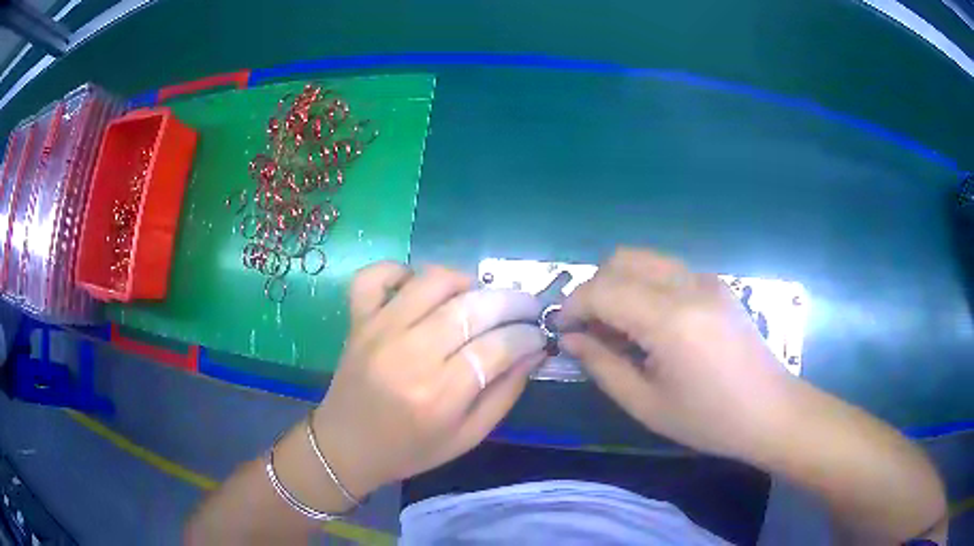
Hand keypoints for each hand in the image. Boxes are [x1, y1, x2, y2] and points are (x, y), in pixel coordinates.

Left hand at [312, 262, 545, 497]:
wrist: (347, 446)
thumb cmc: (411, 449)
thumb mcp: (468, 436)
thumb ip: (506, 394)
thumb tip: (534, 351)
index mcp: (439, 395)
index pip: (498, 346)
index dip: (527, 335)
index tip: (538, 334)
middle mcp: (409, 355)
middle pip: (472, 308)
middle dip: (511, 302)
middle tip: (526, 308)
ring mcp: (378, 331)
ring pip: (432, 282)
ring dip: (466, 281)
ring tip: (478, 297)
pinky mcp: (357, 319)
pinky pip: (375, 276)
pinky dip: (399, 270)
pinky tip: (417, 287)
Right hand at [560, 248, 793, 458]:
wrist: (771, 411)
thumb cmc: (709, 419)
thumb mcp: (647, 404)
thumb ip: (603, 366)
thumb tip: (571, 339)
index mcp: (671, 319)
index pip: (604, 290)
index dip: (574, 306)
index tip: (563, 330)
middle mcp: (688, 285)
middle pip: (622, 259)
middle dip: (594, 288)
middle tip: (589, 327)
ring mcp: (707, 280)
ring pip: (646, 259)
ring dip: (619, 284)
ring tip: (617, 326)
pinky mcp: (717, 284)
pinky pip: (668, 271)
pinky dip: (645, 286)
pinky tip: (651, 324)